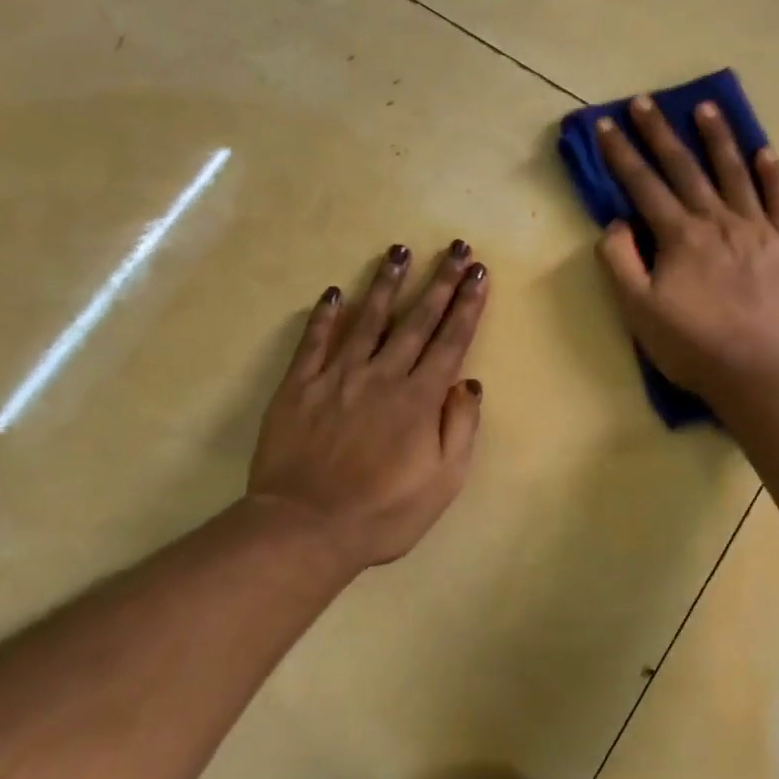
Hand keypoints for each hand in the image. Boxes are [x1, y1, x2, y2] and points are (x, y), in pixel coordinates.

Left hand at [245, 242, 488, 570]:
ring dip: (386, 283)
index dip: (467, 305)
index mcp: (420, 399)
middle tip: (455, 248)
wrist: (305, 529)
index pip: (450, 341)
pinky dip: (325, 316)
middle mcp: (383, 376)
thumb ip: (460, 429)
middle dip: (440, 282)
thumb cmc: (384, 512)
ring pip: (368, 320)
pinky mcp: (299, 387)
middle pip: (417, 320)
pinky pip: (314, 342)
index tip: (479, 274)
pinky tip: (334, 292)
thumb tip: (469, 384)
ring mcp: (338, 377)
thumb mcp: (443, 482)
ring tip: (399, 250)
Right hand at [594, 96, 778, 398]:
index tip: (605, 123)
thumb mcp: (639, 311)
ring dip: (717, 139)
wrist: (760, 374)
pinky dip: (772, 175)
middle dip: (660, 133)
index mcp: (679, 236)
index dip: (620, 154)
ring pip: (734, 173)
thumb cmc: (693, 348)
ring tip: (706, 107)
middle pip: (685, 168)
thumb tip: (615, 222)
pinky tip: (765, 152)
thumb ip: (620, 262)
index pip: (643, 185)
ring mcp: (757, 230)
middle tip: (644, 101)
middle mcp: (717, 221)